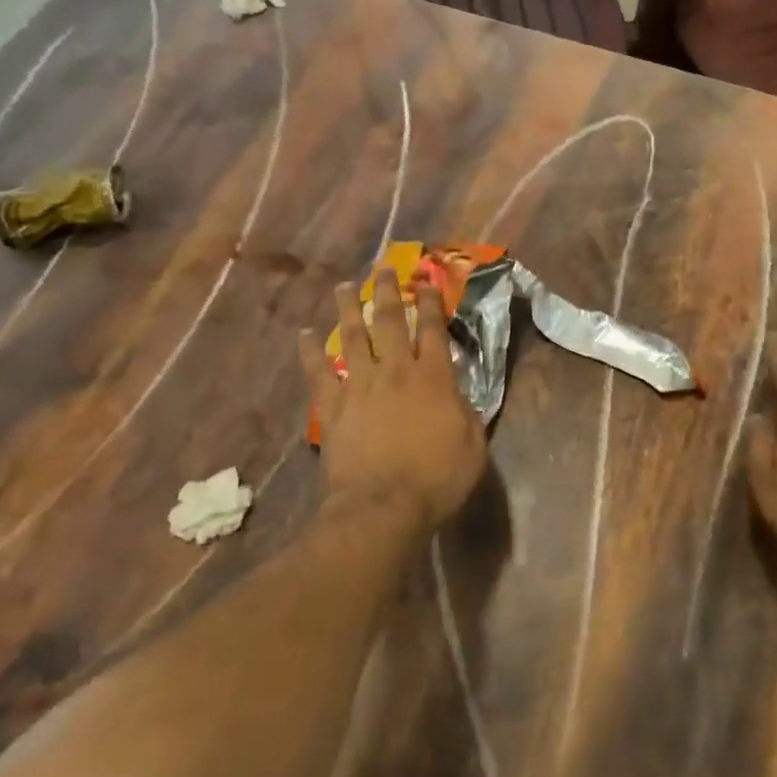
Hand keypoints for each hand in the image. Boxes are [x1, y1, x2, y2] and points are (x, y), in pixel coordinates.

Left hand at [298, 269, 486, 531]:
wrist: (382, 507)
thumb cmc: (436, 479)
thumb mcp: (472, 445)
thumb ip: (466, 411)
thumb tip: (456, 391)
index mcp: (434, 378)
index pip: (433, 329)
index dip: (430, 303)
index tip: (426, 281)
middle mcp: (396, 371)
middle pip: (391, 321)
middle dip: (388, 291)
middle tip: (382, 269)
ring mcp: (360, 386)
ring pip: (353, 336)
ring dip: (348, 308)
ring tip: (344, 286)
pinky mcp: (332, 406)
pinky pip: (318, 372)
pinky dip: (309, 351)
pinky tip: (304, 334)